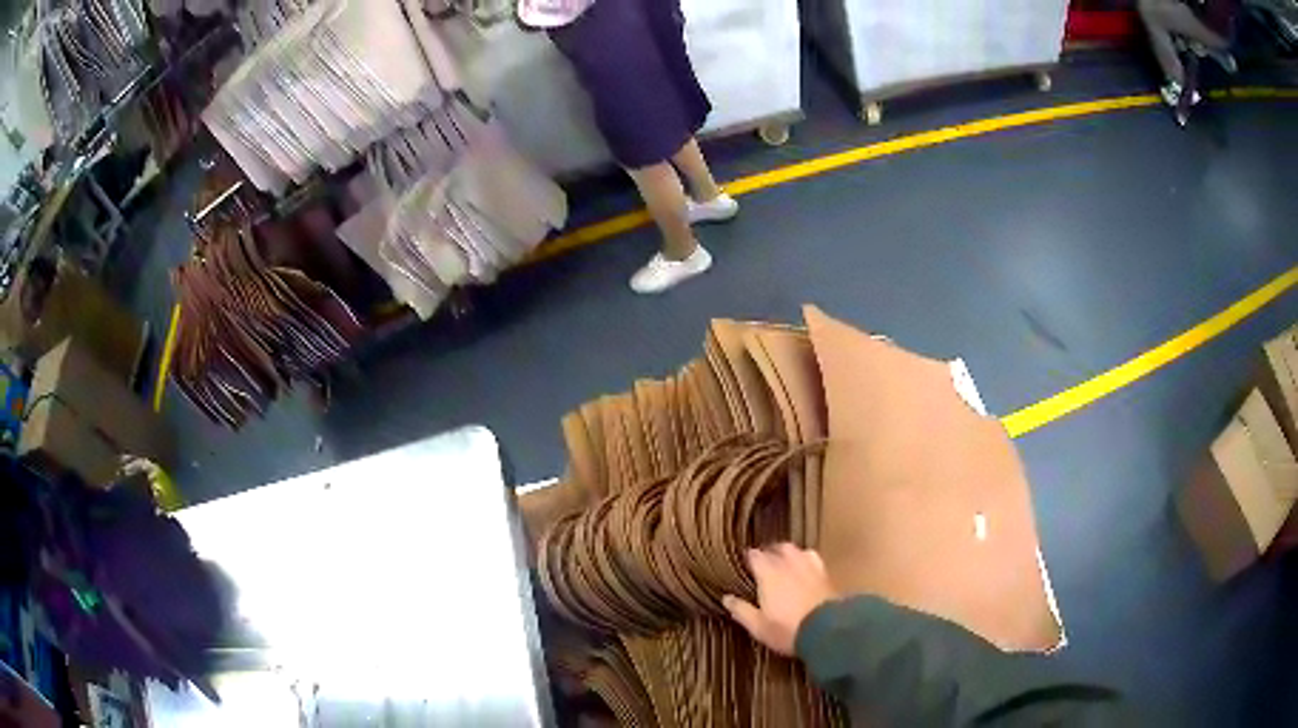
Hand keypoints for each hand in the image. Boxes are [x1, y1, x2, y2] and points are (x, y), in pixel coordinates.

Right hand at [722, 543, 839, 655]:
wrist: (827, 631)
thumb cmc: (787, 629)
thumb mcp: (758, 626)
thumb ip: (742, 610)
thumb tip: (726, 598)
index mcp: (768, 574)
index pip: (755, 556)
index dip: (749, 558)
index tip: (744, 564)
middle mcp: (789, 564)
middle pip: (777, 548)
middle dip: (769, 552)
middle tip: (763, 562)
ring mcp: (810, 566)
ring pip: (796, 550)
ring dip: (788, 553)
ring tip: (784, 561)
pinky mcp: (825, 573)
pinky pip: (813, 558)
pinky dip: (806, 559)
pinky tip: (805, 567)